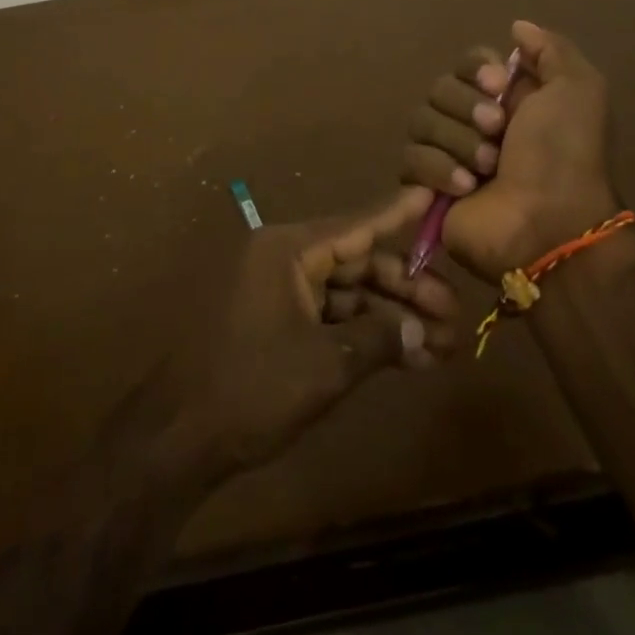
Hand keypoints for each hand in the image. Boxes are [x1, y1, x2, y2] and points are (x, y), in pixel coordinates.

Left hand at [163, 190, 460, 476]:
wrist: (179, 438)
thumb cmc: (252, 387)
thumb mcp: (325, 365)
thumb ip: (378, 339)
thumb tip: (421, 332)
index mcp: (286, 250)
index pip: (355, 226)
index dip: (398, 215)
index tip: (434, 197)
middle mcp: (281, 259)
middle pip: (355, 263)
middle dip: (405, 289)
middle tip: (454, 313)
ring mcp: (275, 291)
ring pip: (345, 293)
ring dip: (389, 317)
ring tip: (442, 345)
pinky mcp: (273, 322)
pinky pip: (327, 316)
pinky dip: (362, 334)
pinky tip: (406, 357)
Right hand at [399, 19, 619, 280]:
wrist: (548, 224)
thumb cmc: (564, 155)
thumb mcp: (578, 90)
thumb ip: (550, 49)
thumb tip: (516, 27)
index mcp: (508, 98)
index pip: (468, 62)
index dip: (476, 70)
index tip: (498, 85)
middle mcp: (475, 122)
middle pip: (440, 88)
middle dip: (467, 109)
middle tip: (497, 131)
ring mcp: (449, 154)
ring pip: (421, 121)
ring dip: (457, 142)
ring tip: (486, 169)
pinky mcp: (427, 187)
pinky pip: (410, 159)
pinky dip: (438, 170)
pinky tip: (467, 188)